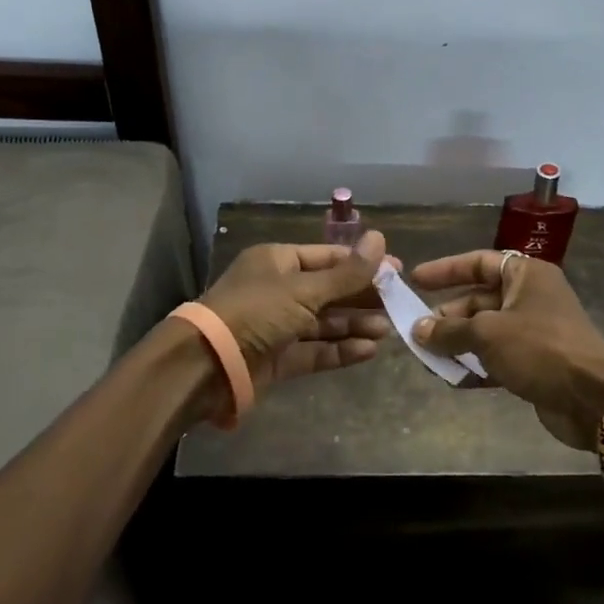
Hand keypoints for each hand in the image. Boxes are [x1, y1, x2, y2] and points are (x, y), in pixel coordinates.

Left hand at [201, 231, 392, 387]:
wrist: (206, 366)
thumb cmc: (256, 312)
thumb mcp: (304, 289)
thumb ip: (346, 273)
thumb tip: (380, 238)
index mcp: (278, 261)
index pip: (328, 257)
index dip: (362, 264)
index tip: (396, 272)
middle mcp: (278, 290)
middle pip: (329, 290)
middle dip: (362, 297)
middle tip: (397, 304)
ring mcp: (278, 326)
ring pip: (324, 322)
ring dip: (354, 325)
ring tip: (387, 330)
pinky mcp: (278, 358)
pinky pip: (315, 350)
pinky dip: (340, 349)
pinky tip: (368, 350)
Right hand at [409, 250, 603, 450]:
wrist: (593, 398)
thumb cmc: (539, 348)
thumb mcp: (488, 333)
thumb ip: (450, 330)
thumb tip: (417, 329)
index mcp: (525, 275)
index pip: (479, 262)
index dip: (446, 270)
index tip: (416, 280)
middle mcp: (530, 297)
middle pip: (480, 299)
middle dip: (448, 316)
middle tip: (419, 332)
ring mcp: (534, 331)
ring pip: (486, 331)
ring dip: (458, 344)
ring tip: (428, 358)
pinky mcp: (535, 363)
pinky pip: (497, 358)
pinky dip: (476, 366)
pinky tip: (453, 379)